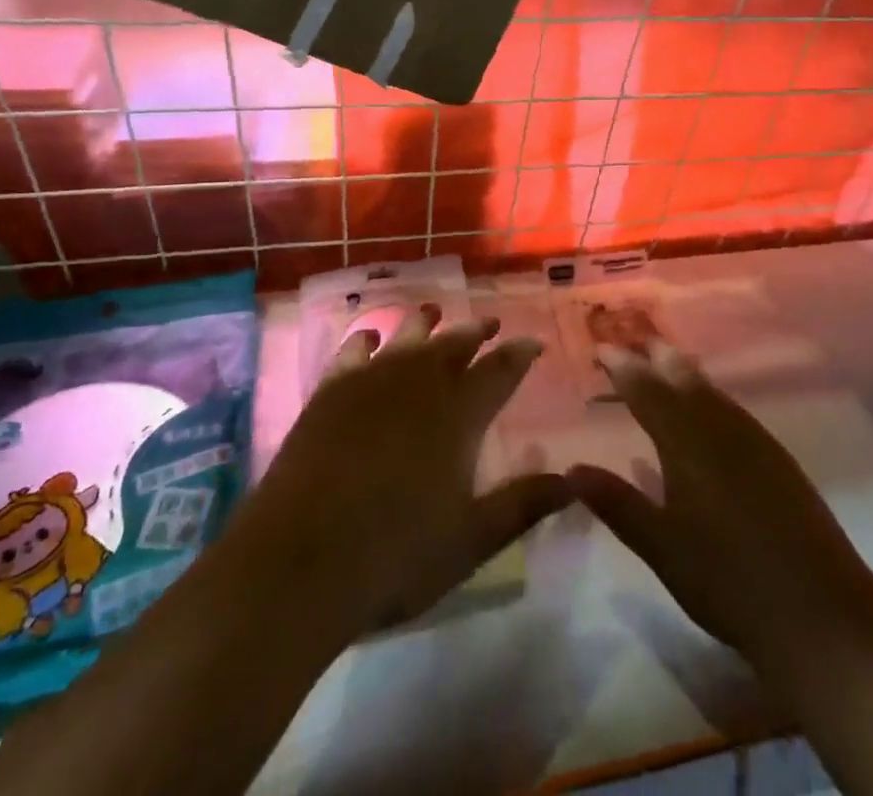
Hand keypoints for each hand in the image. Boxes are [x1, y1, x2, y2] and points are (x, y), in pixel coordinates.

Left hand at [222, 306, 570, 639]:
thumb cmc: (395, 556)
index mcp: (458, 415)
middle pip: (453, 345)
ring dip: (424, 323)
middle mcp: (418, 385)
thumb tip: (572, 481)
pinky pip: (352, 352)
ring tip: (434, 311)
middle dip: (475, 331)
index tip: (533, 342)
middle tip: (489, 321)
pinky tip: (369, 337)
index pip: (499, 372)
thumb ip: (522, 505)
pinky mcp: (329, 392)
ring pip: (406, 338)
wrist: (299, 562)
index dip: (519, 355)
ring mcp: (370, 382)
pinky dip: (365, 340)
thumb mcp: (470, 541)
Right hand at [567, 342, 868, 683]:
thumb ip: (617, 504)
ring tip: (665, 362)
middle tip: (633, 340)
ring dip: (684, 371)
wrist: (821, 611)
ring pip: (712, 390)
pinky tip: (710, 412)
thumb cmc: (728, 580)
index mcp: (686, 441)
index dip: (622, 366)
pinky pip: (733, 409)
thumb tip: (572, 469)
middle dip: (656, 354)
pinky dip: (710, 396)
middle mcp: (720, 427)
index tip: (600, 348)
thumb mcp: (662, 548)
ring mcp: (755, 440)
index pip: (646, 390)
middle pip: (683, 376)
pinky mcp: (778, 459)